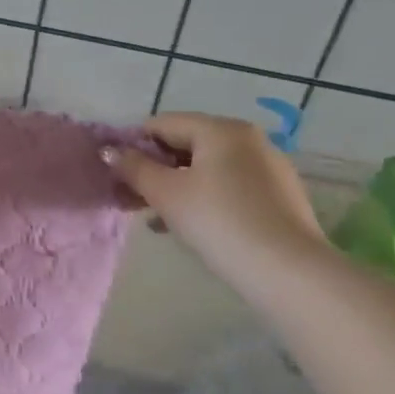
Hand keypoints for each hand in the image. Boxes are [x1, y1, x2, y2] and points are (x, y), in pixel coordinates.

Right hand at [103, 112, 324, 275]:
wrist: (285, 270)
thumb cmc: (218, 221)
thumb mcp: (166, 194)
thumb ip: (134, 168)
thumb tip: (109, 151)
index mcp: (221, 129)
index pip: (162, 124)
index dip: (133, 145)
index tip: (115, 174)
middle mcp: (248, 139)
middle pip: (186, 145)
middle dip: (154, 170)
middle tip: (130, 199)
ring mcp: (268, 167)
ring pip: (208, 168)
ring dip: (176, 187)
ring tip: (154, 218)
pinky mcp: (278, 196)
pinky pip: (229, 187)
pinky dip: (204, 198)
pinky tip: (189, 226)